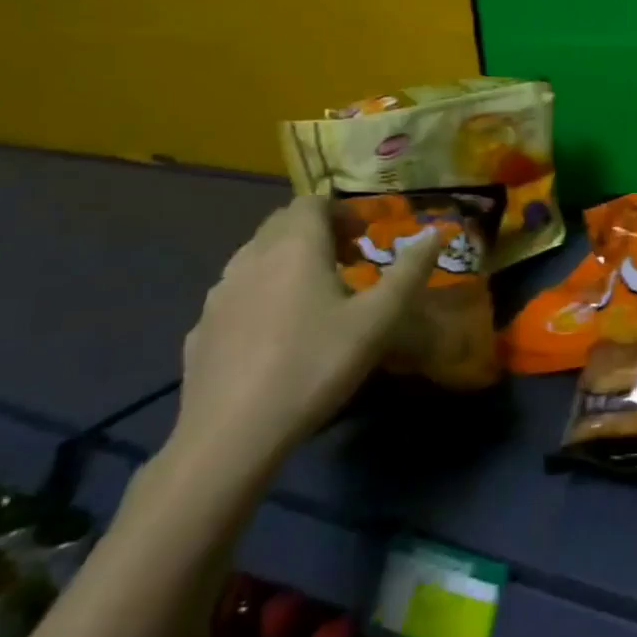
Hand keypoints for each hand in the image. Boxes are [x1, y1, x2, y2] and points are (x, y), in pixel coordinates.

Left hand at [171, 196, 443, 477]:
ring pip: (257, 257)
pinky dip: (264, 294)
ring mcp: (218, 294)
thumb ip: (410, 271)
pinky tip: (279, 334)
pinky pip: (238, 293)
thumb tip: (435, 234)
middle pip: (283, 224)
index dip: (341, 213)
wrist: (231, 434)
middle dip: (318, 233)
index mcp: (295, 247)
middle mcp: (251, 258)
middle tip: (349, 264)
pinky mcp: (201, 329)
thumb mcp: (378, 319)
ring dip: (290, 261)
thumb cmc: (315, 364)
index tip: (365, 240)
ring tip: (317, 298)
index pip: (312, 202)